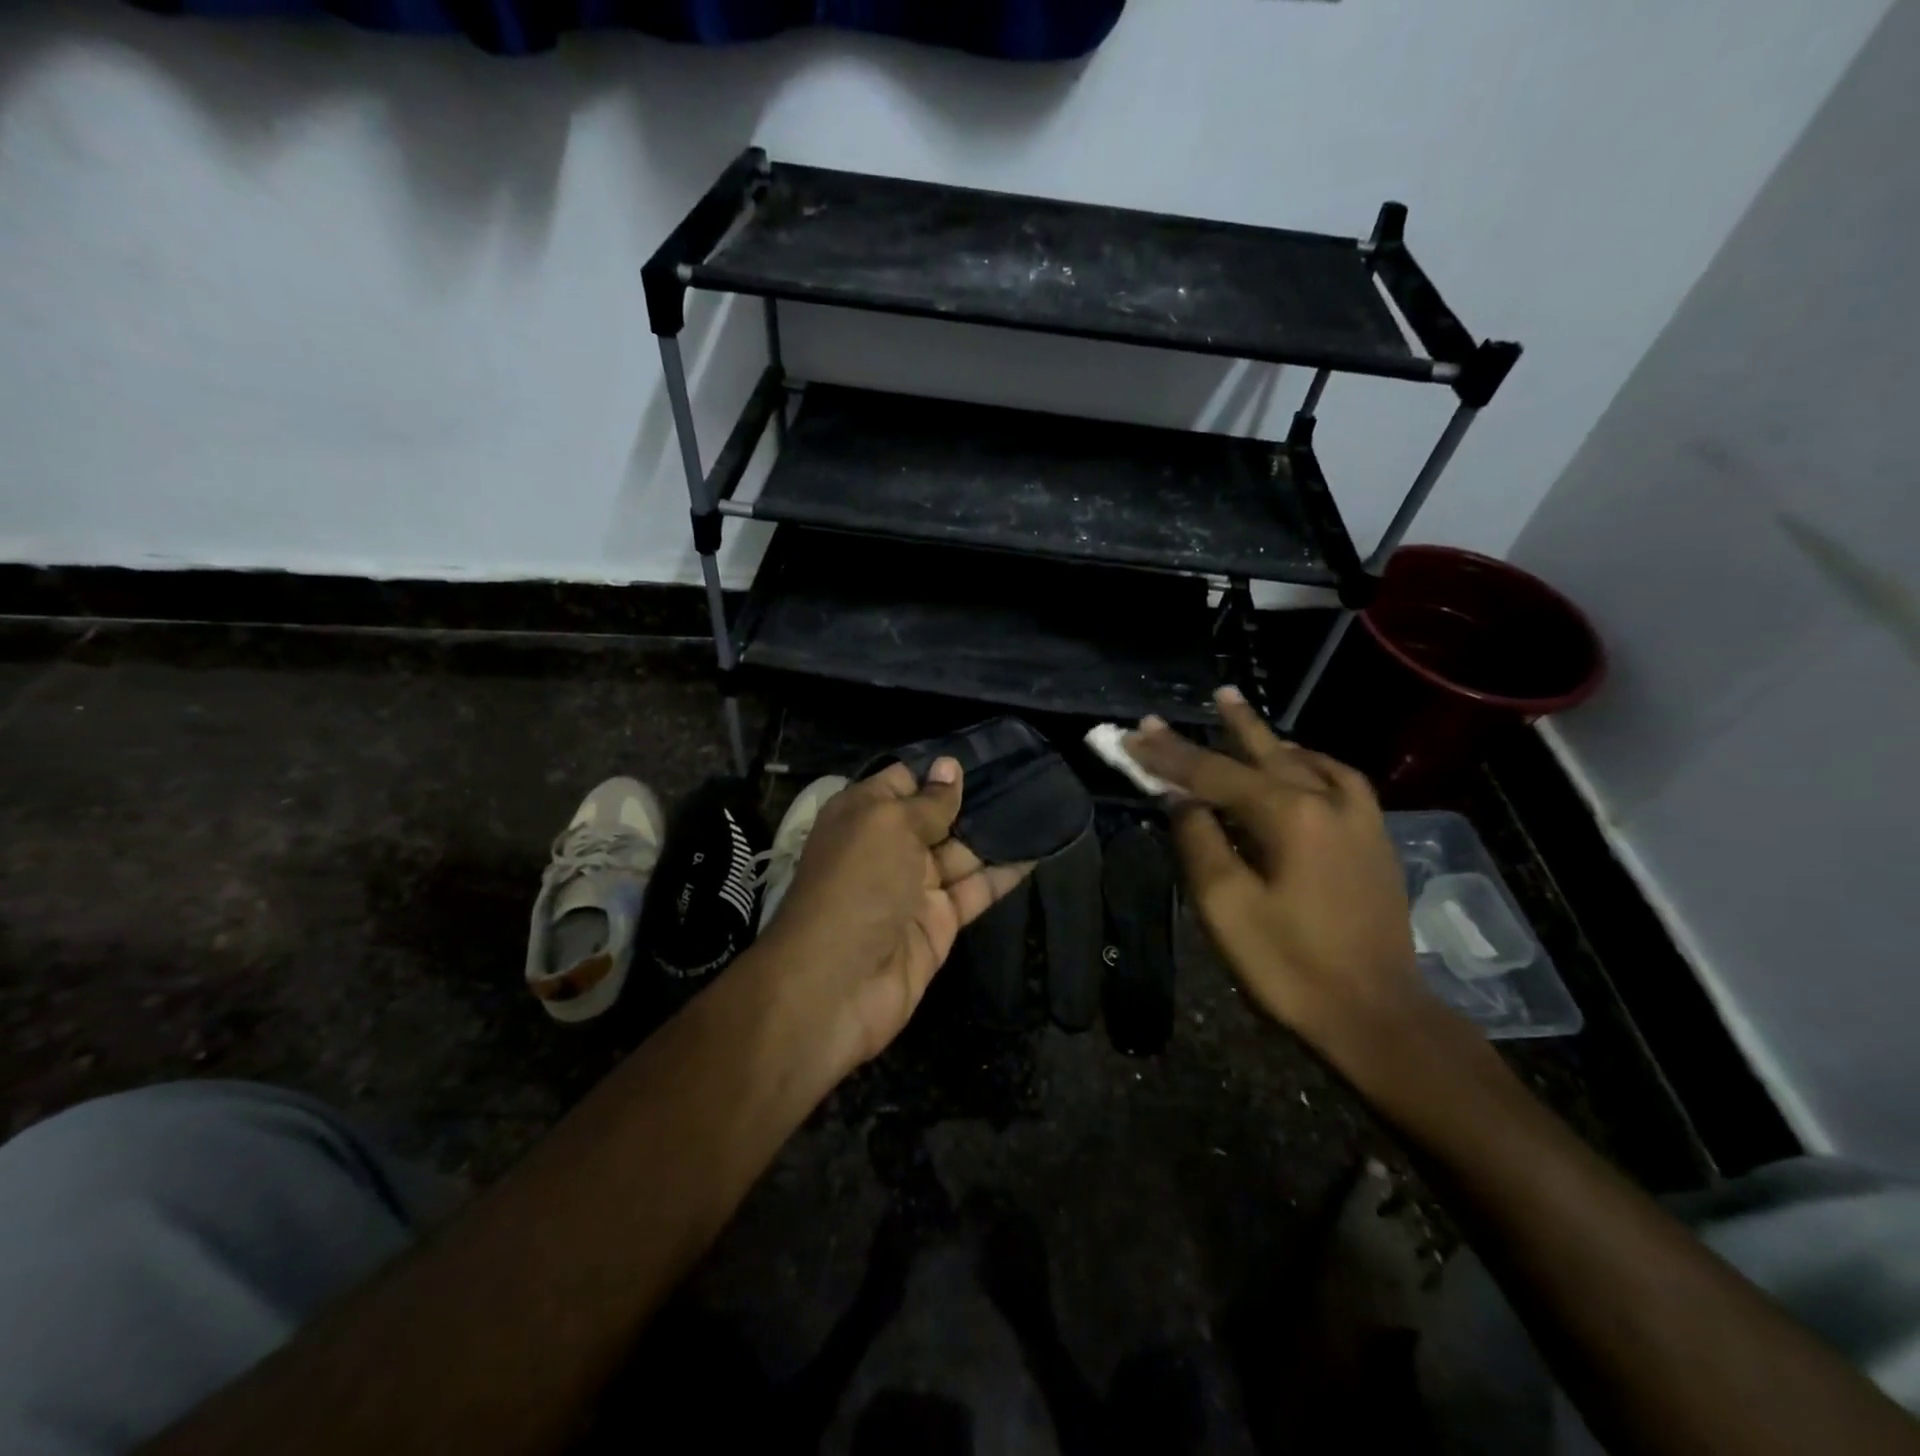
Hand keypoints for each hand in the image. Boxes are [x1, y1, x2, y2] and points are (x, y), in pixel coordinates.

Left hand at [761, 760, 1031, 1074]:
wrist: (837, 985)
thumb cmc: (857, 885)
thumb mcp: (887, 826)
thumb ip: (926, 801)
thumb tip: (949, 767)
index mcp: (864, 815)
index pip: (906, 780)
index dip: (942, 768)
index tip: (990, 751)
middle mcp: (889, 846)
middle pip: (938, 815)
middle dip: (978, 797)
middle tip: (1031, 772)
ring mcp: (915, 886)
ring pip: (963, 851)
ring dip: (998, 831)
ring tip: (1045, 803)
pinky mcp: (940, 922)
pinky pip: (976, 889)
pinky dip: (1005, 872)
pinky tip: (1040, 848)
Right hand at [1126, 688, 1435, 1066]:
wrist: (1376, 1016)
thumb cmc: (1290, 966)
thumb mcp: (1225, 906)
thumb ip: (1199, 840)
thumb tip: (1181, 799)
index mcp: (1288, 814)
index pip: (1212, 772)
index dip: (1167, 755)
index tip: (1131, 736)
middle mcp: (1328, 801)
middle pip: (1264, 753)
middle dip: (1228, 726)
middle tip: (1209, 695)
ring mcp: (1359, 818)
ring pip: (1306, 761)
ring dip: (1271, 740)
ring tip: (1245, 720)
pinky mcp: (1374, 839)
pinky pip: (1338, 780)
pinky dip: (1310, 763)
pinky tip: (1302, 766)